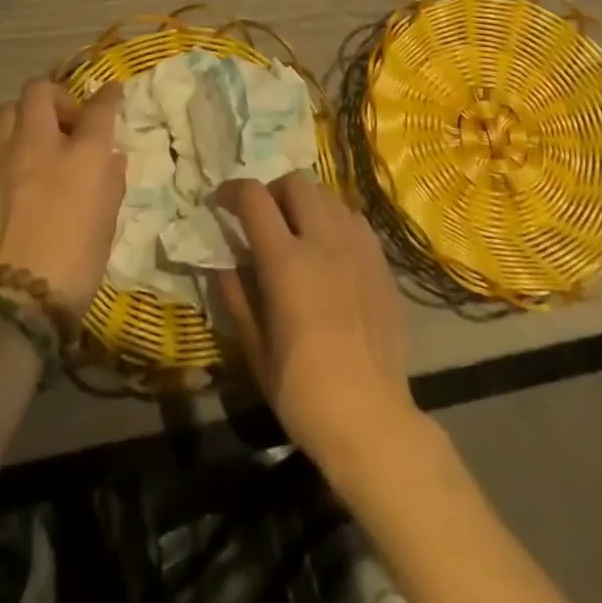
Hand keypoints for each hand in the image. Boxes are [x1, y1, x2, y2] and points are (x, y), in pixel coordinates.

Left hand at [0, 81, 125, 316]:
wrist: (10, 303)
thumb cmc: (74, 265)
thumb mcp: (107, 221)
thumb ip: (110, 179)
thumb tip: (109, 154)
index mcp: (82, 154)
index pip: (100, 108)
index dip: (108, 95)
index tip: (111, 92)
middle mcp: (37, 143)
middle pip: (40, 91)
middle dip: (54, 98)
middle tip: (61, 124)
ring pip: (6, 112)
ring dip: (22, 121)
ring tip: (28, 148)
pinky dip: (0, 155)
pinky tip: (4, 183)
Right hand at [216, 172, 416, 470]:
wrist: (371, 420)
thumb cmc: (302, 391)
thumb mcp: (254, 347)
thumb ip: (236, 295)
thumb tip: (222, 261)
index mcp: (286, 260)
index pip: (254, 197)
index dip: (232, 191)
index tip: (220, 203)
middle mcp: (323, 241)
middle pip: (295, 183)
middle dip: (272, 191)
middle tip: (262, 219)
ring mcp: (357, 248)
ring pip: (328, 194)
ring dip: (305, 202)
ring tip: (298, 231)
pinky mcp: (381, 262)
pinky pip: (354, 219)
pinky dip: (335, 220)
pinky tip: (331, 250)